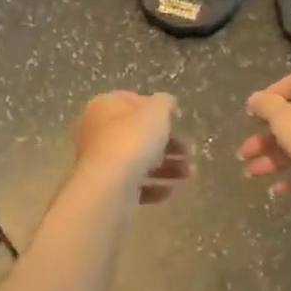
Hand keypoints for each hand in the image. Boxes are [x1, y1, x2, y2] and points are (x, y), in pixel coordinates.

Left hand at [73, 92, 194, 204]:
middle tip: (191, 152)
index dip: (157, 109)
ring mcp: (102, 163)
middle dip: (170, 144)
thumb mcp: (156, 111)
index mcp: (104, 107)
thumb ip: (164, 103)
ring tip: (190, 173)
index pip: (132, 101)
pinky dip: (155, 187)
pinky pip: (135, 185)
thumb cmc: (132, 139)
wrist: (108, 186)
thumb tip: (166, 104)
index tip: (178, 120)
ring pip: (140, 161)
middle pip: (139, 135)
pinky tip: (173, 189)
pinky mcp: (108, 188)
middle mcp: (98, 132)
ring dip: (169, 167)